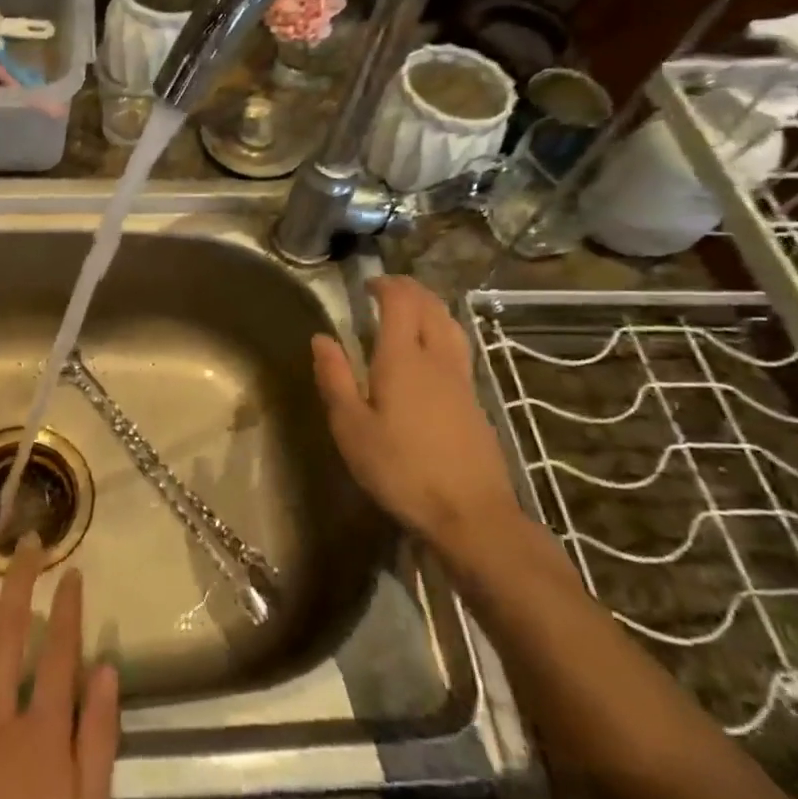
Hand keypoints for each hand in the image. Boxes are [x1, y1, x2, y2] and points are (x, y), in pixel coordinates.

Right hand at [310, 276, 523, 556]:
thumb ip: (335, 379)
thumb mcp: (352, 428)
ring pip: (451, 326)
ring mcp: (462, 381)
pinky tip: (432, 352)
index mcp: (403, 359)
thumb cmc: (401, 469)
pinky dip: (443, 332)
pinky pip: (459, 349)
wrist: (471, 514)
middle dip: (410, 290)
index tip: (368, 284)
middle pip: (430, 307)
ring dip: (431, 307)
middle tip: (387, 289)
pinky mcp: (476, 403)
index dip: (386, 285)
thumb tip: (321, 338)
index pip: (400, 303)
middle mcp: (436, 359)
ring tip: (413, 310)